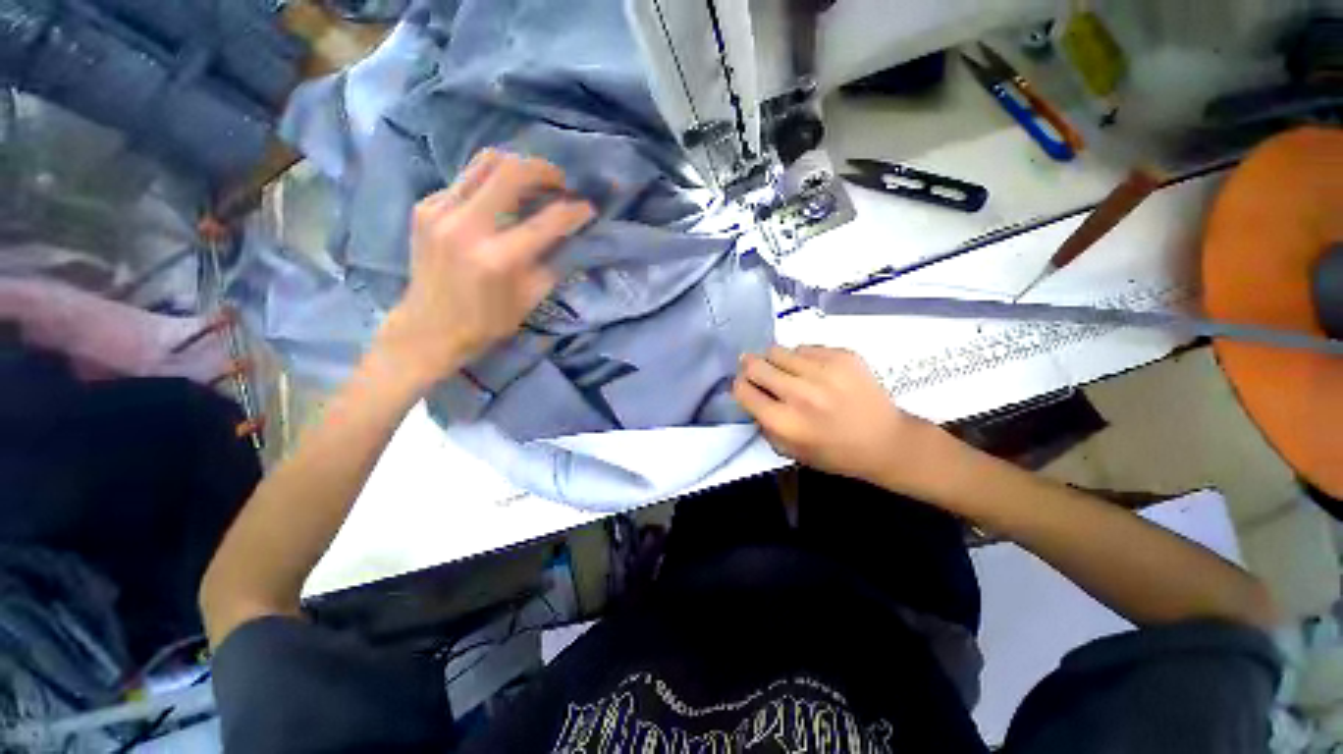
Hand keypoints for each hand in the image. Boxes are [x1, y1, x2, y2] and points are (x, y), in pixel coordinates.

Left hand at [373, 150, 595, 388]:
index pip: (546, 221)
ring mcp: (440, 211)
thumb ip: (553, 262)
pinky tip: (499, 203)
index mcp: (498, 258)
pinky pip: (466, 180)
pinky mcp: (425, 207)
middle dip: (544, 170)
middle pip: (511, 171)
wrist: (428, 328)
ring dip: (516, 167)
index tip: (588, 208)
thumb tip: (571, 235)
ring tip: (533, 183)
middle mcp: (466, 226)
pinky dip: (490, 185)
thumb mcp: (530, 299)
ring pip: (484, 162)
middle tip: (560, 183)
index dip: (573, 211)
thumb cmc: (486, 322)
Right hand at [733, 345, 955, 490]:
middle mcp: (800, 393)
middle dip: (750, 367)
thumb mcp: (789, 450)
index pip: (742, 389)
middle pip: (755, 364)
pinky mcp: (842, 355)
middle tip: (757, 371)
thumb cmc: (833, 452)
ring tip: (788, 371)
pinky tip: (814, 371)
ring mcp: (823, 371)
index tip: (746, 386)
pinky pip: (805, 347)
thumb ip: (763, 423)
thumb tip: (750, 393)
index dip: (739, 386)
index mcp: (784, 421)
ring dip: (776, 361)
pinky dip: (802, 358)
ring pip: (778, 350)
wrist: (885, 441)